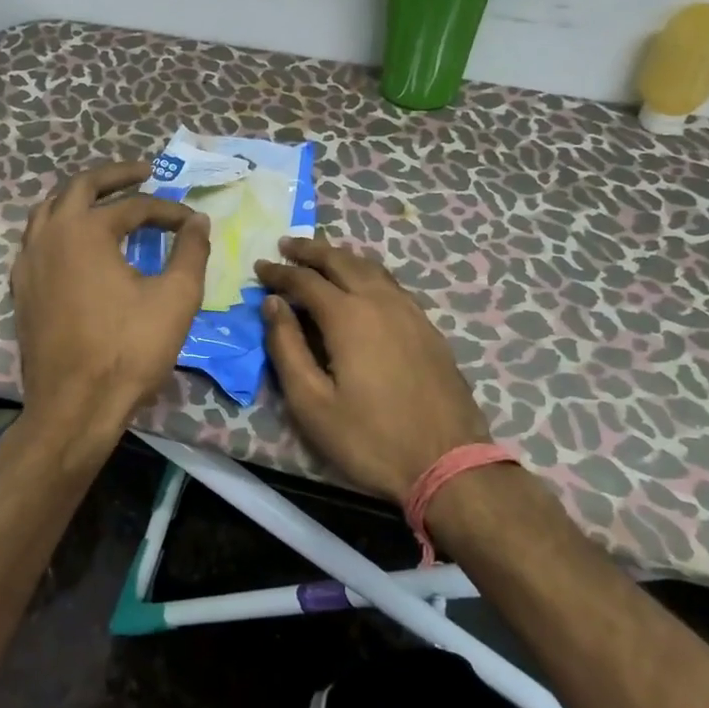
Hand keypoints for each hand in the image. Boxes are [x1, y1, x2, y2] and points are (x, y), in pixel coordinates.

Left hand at [11, 161, 210, 439]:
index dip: (168, 210)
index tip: (192, 222)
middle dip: (115, 177)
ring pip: (50, 210)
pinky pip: (37, 239)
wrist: (74, 407)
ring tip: (108, 200)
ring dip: (80, 198)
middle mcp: (49, 235)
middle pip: (80, 188)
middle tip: (144, 174)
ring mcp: (29, 261)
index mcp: (85, 230)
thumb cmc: (128, 349)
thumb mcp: (175, 297)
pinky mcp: (22, 288)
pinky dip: (60, 227)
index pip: (134, 206)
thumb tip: (197, 222)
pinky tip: (77, 244)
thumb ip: (190, 251)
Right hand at [255, 237, 490, 502]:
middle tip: (287, 244)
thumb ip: (287, 347)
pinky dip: (366, 273)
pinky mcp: (427, 327)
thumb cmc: (369, 438)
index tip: (259, 266)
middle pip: (341, 261)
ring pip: (370, 268)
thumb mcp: (311, 402)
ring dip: (341, 257)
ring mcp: (410, 312)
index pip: (305, 280)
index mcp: (348, 316)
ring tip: (321, 257)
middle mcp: (380, 301)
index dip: (279, 272)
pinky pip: (390, 284)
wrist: (448, 463)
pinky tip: (361, 285)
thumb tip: (272, 304)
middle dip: (311, 250)